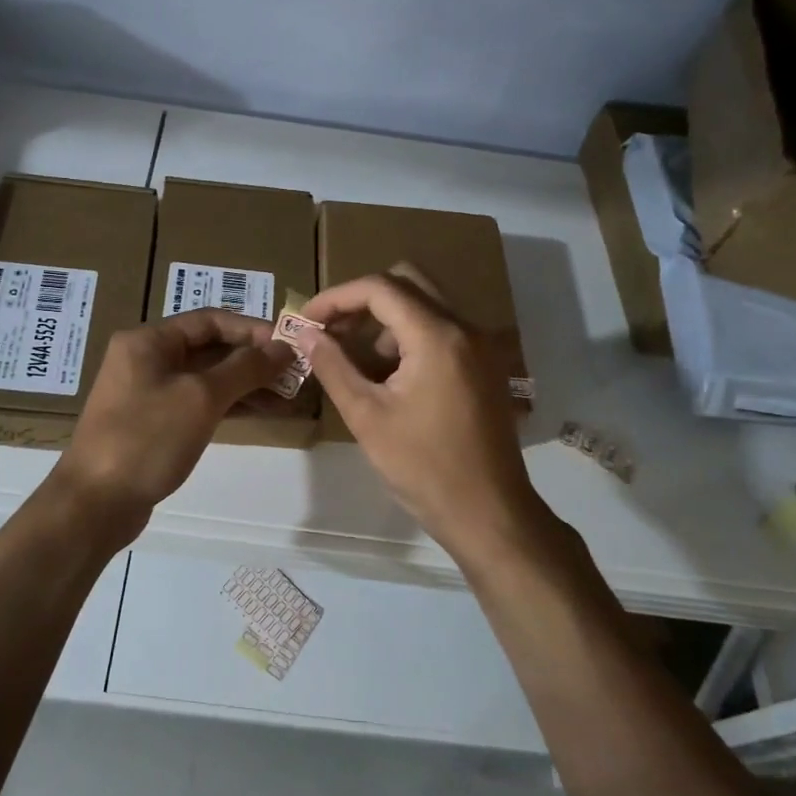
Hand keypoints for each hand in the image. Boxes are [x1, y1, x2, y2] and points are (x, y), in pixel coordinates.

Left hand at [52, 309, 289, 527]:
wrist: (95, 503)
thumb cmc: (147, 439)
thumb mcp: (201, 397)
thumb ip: (245, 368)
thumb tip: (282, 347)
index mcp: (149, 341)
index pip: (210, 320)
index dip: (252, 329)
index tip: (290, 345)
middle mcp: (146, 359)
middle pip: (209, 348)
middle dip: (253, 359)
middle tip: (294, 373)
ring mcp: (148, 392)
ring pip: (205, 378)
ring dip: (245, 384)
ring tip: (287, 396)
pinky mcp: (153, 423)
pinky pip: (197, 402)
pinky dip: (228, 405)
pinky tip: (261, 413)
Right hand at [296, 273, 543, 558]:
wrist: (489, 513)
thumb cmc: (423, 468)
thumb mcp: (367, 417)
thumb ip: (333, 367)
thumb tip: (306, 334)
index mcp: (437, 336)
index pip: (380, 288)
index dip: (337, 297)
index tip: (307, 320)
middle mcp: (465, 328)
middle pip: (407, 281)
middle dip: (362, 299)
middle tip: (332, 328)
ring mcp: (481, 345)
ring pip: (426, 303)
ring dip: (386, 318)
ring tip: (356, 358)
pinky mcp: (485, 365)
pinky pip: (442, 329)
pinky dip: (410, 335)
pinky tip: (389, 374)